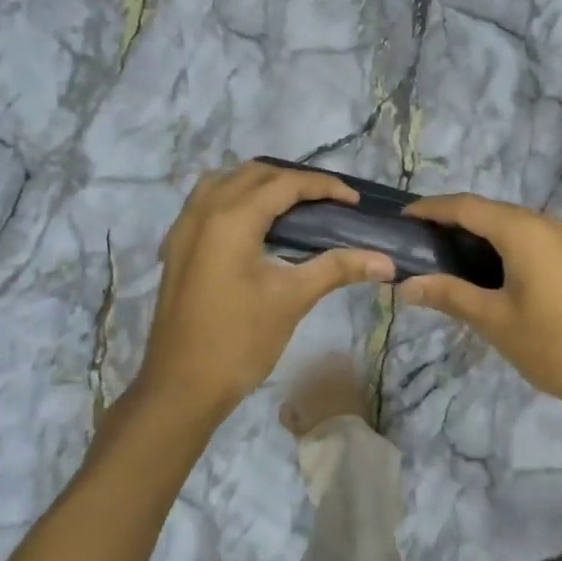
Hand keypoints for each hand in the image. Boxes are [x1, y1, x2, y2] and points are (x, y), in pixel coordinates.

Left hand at [135, 162, 394, 423]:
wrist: (181, 386)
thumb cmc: (239, 341)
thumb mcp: (292, 299)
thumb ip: (337, 268)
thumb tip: (385, 260)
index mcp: (231, 219)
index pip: (284, 183)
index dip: (323, 186)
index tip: (354, 200)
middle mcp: (203, 212)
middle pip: (253, 174)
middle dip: (293, 180)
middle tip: (328, 202)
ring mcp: (183, 229)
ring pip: (224, 182)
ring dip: (259, 184)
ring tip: (291, 206)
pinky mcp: (176, 248)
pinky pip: (205, 202)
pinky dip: (233, 198)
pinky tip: (252, 226)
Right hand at [398, 194, 561, 414]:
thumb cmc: (553, 346)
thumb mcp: (494, 321)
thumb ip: (449, 294)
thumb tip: (406, 285)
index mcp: (526, 232)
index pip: (468, 207)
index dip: (433, 208)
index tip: (405, 217)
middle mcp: (552, 224)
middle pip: (495, 211)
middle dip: (458, 220)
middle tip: (426, 240)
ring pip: (519, 224)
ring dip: (486, 233)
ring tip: (456, 255)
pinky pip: (539, 238)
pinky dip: (511, 244)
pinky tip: (498, 269)